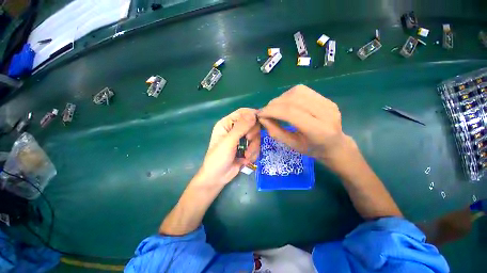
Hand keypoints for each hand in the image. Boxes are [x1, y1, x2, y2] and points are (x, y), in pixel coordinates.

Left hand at [196, 108, 259, 187]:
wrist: (218, 178)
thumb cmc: (218, 158)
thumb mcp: (228, 142)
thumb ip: (241, 127)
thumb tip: (253, 114)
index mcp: (227, 123)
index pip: (242, 112)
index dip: (252, 114)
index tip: (261, 120)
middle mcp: (235, 129)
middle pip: (252, 125)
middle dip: (252, 135)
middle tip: (248, 142)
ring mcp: (242, 139)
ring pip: (256, 137)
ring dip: (253, 148)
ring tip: (245, 156)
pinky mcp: (247, 148)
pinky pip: (256, 147)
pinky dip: (253, 154)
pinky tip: (246, 160)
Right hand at [257, 85, 353, 168]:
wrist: (335, 145)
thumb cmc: (312, 149)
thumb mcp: (292, 145)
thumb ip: (275, 132)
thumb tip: (262, 118)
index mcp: (318, 130)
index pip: (291, 113)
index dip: (272, 111)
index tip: (260, 114)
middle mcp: (326, 113)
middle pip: (293, 100)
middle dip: (274, 104)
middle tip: (266, 112)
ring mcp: (328, 103)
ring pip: (297, 92)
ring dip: (281, 98)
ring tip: (275, 108)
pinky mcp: (326, 98)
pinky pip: (302, 91)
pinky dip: (288, 96)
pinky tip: (285, 104)